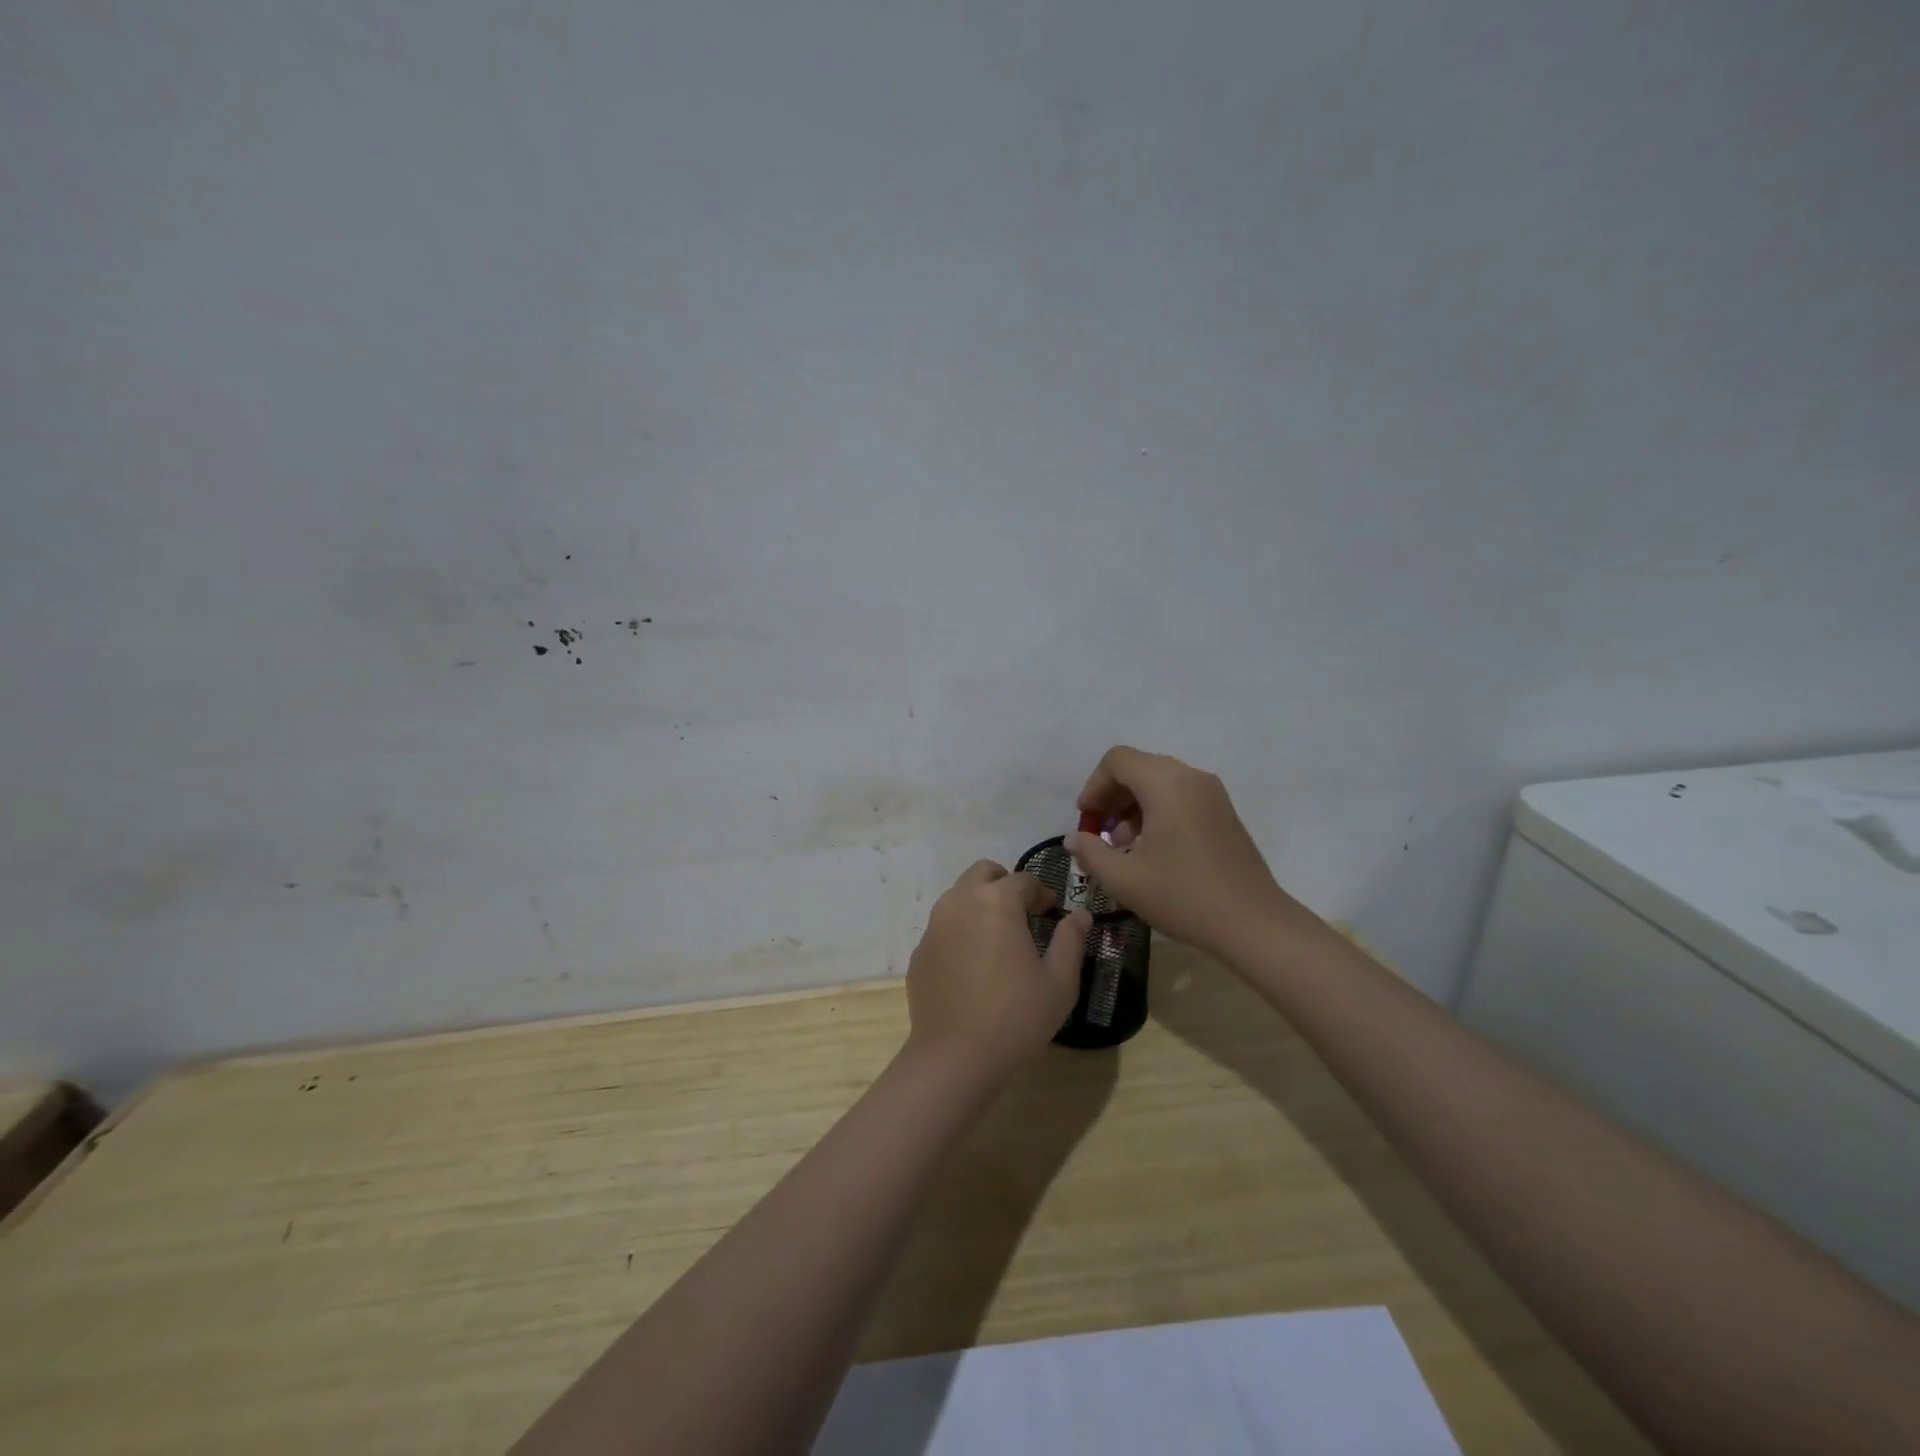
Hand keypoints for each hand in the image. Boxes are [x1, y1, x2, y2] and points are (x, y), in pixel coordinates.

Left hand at [905, 860, 1090, 1079]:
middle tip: (1023, 913)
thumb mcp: (1059, 982)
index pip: (1022, 879)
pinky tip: (973, 967)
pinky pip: (944, 927)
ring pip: (959, 896)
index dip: (1041, 892)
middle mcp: (960, 902)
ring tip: (998, 939)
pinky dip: (961, 932)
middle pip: (983, 873)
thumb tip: (1080, 915)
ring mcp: (934, 926)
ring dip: (980, 904)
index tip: (1051, 911)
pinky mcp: (920, 951)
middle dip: (1005, 884)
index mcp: (996, 902)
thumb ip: (1071, 940)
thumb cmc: (1016, 1016)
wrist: (955, 1057)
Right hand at [1064, 746, 1314, 959]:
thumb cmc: (1183, 896)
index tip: (1087, 820)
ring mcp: (1212, 793)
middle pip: (1139, 767)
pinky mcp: (1224, 812)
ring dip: (1134, 804)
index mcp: (1166, 784)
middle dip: (1113, 795)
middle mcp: (1191, 777)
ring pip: (1160, 781)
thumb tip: (1074, 839)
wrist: (1253, 923)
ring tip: (1125, 844)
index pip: (1118, 760)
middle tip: (1101, 832)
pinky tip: (1153, 849)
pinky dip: (1158, 810)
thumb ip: (1091, 852)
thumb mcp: (1124, 879)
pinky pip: (1181, 795)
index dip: (1094, 786)